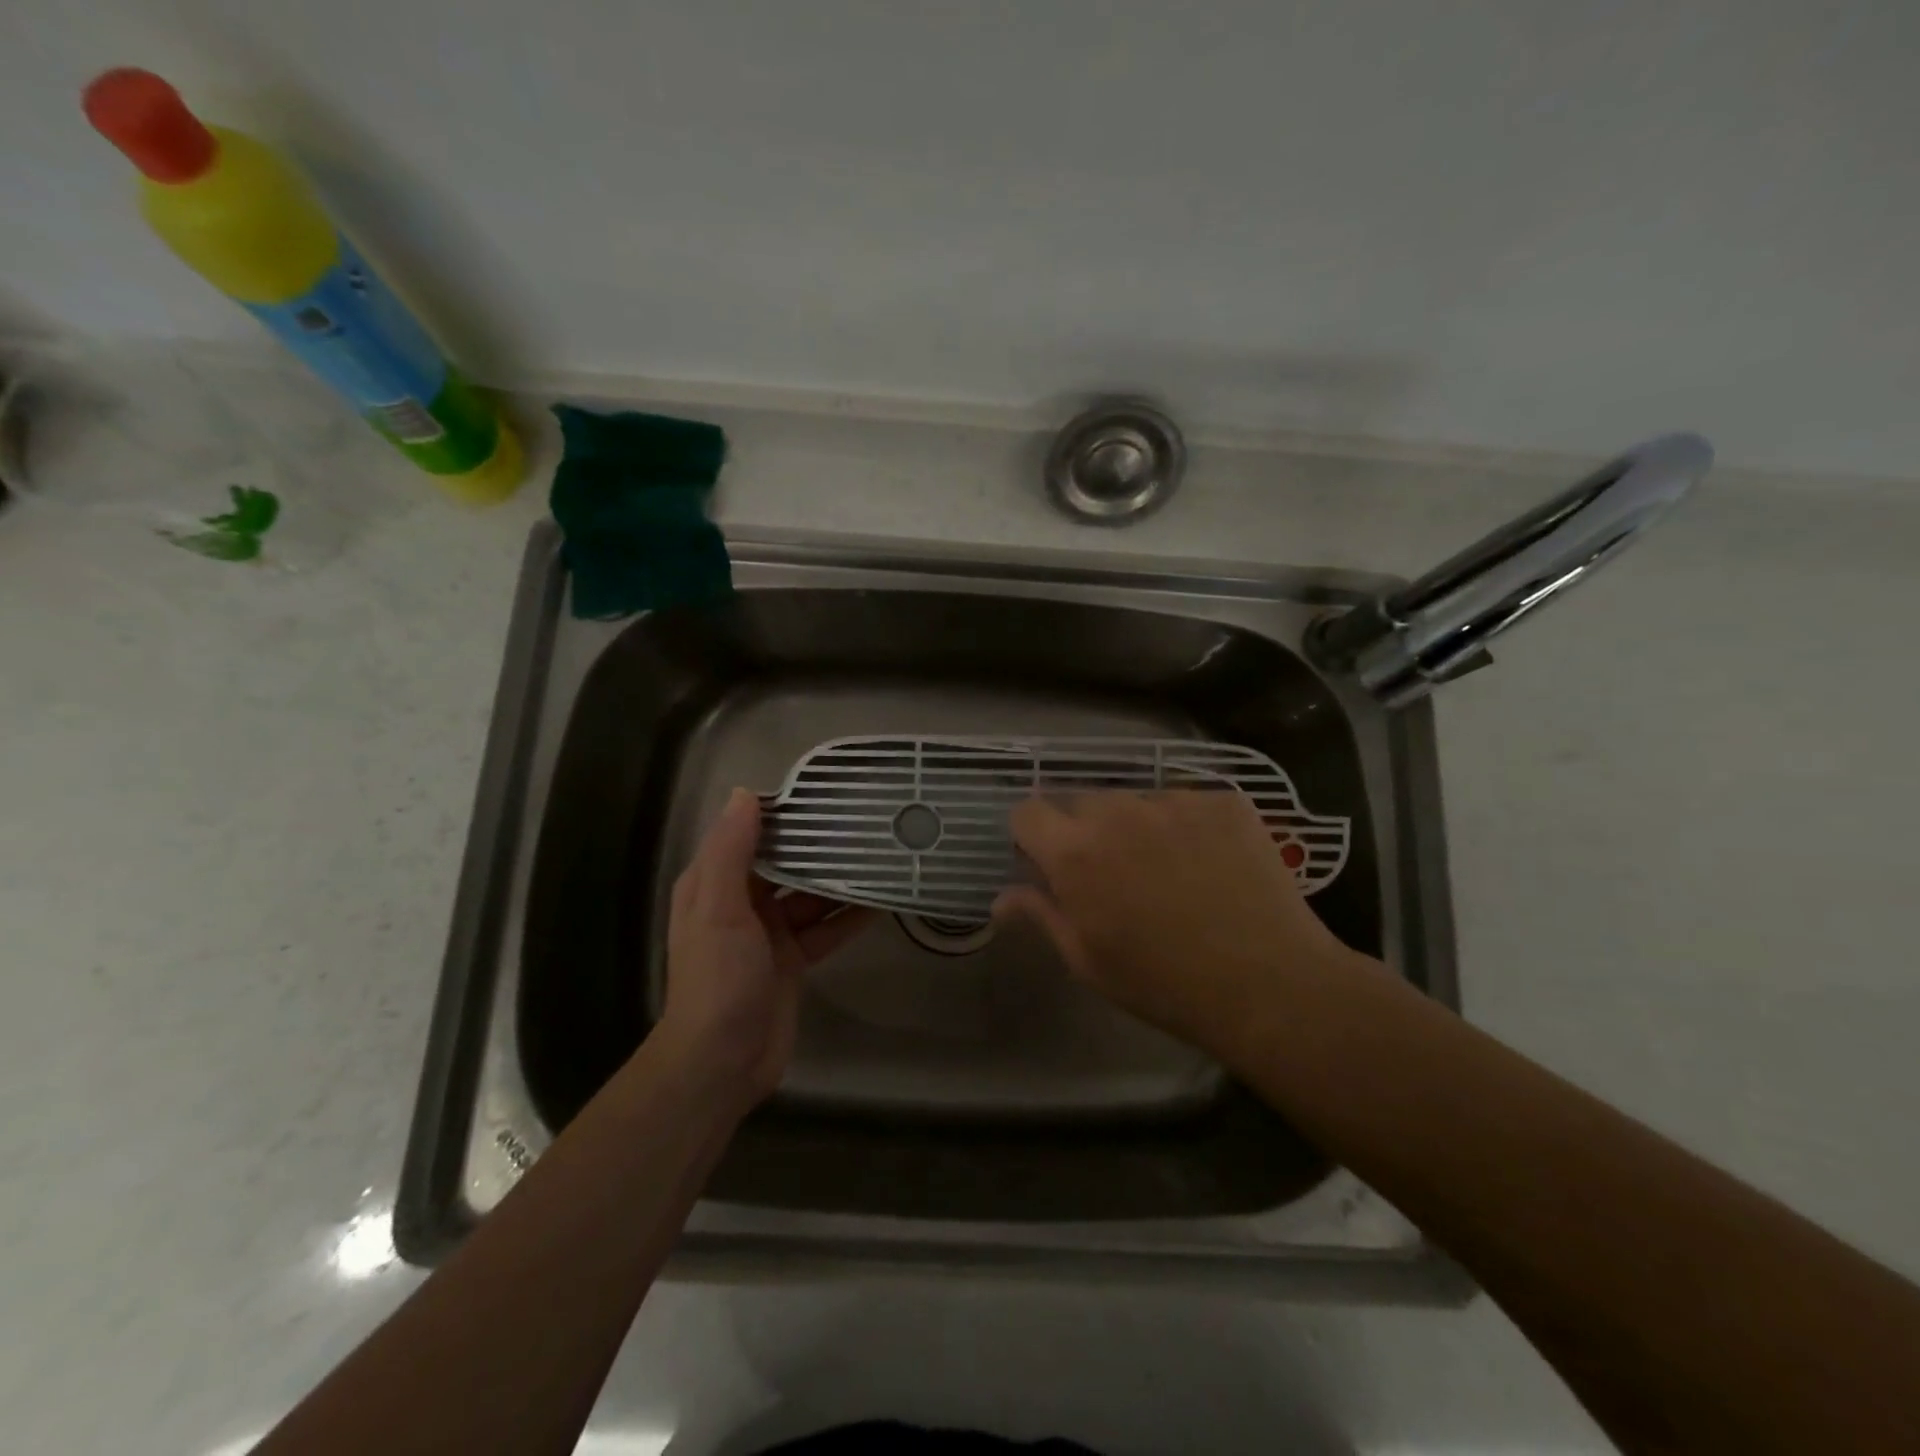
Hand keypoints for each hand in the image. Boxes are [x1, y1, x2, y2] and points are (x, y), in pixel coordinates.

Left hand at [662, 788, 873, 1104]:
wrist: (722, 1062)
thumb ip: (731, 851)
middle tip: (864, 822)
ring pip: (810, 896)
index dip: (781, 814)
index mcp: (714, 884)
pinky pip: (825, 929)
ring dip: (839, 881)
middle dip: (818, 846)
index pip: (749, 835)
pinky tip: (881, 902)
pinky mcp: (792, 961)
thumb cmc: (718, 978)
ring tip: (880, 855)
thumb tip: (745, 793)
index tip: (822, 792)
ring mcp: (768, 934)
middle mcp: (740, 903)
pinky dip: (849, 917)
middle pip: (784, 863)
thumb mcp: (719, 908)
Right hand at [992, 790, 1356, 1060]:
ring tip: (1169, 869)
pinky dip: (1188, 825)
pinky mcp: (1223, 800)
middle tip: (1114, 873)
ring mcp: (1174, 800)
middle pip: (1082, 802)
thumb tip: (1001, 898)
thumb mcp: (1087, 960)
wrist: (1269, 985)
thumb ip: (1041, 915)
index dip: (1032, 834)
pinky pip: (1186, 802)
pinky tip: (1210, 863)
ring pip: (1136, 800)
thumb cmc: (1163, 984)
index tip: (1047, 860)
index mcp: (1075, 852)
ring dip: (1137, 825)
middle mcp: (1118, 811)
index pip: (1028, 811)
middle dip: (1086, 831)